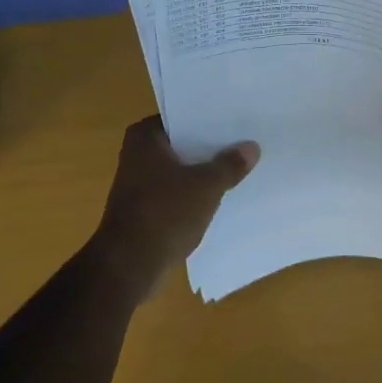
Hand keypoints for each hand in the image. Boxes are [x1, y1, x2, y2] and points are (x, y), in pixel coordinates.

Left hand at [91, 117, 258, 293]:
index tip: (237, 120)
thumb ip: (229, 165)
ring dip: (204, 172)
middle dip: (210, 146)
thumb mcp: (206, 186)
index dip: (209, 119)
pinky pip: (177, 193)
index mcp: (144, 137)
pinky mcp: (146, 209)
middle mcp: (137, 154)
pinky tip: (222, 196)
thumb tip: (251, 147)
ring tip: (240, 166)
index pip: (182, 117)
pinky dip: (195, 194)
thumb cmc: (165, 213)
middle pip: (183, 144)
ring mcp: (139, 184)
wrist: (130, 265)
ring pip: (181, 170)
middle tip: (246, 141)